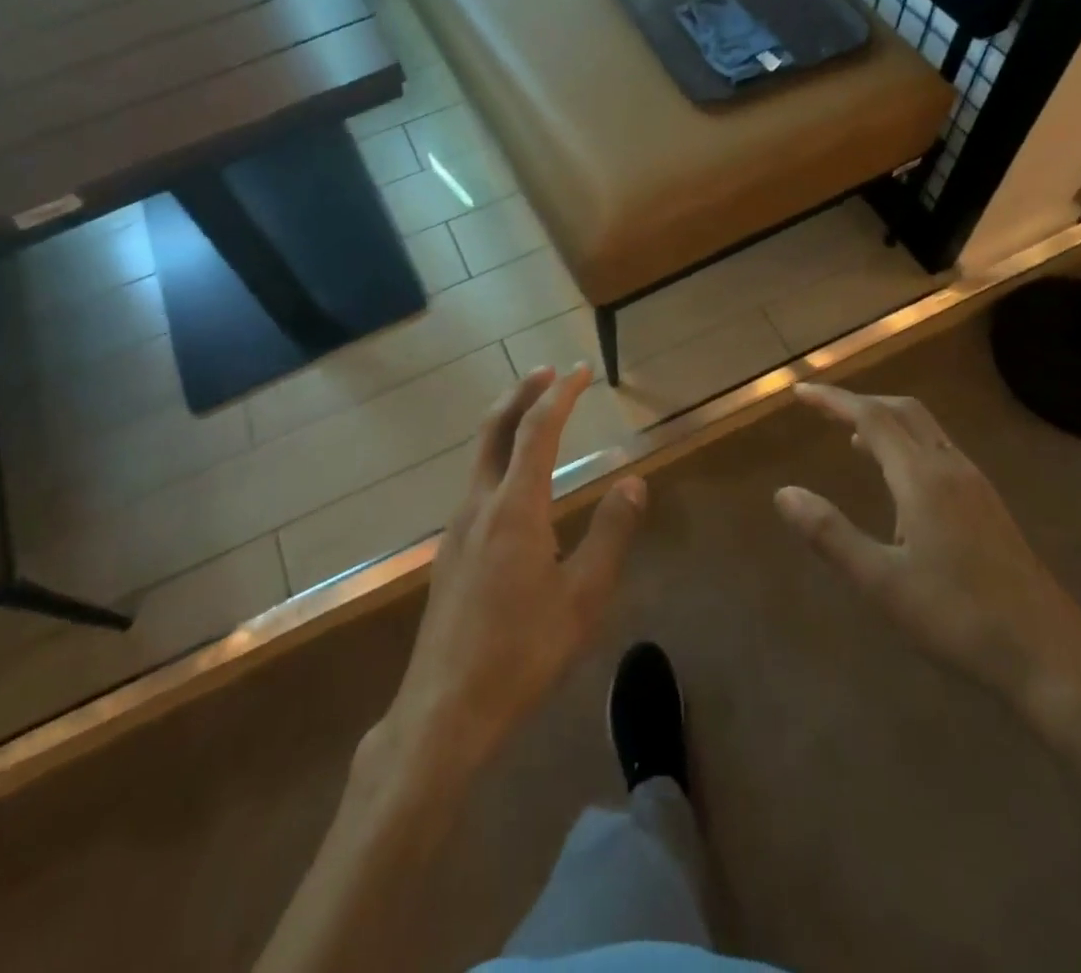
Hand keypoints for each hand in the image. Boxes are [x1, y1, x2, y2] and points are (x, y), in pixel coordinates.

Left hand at [378, 364, 645, 777]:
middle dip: (522, 393)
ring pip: (481, 454)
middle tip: (549, 372)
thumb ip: (611, 534)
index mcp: (514, 507)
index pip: (537, 430)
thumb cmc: (522, 653)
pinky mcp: (451, 550)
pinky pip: (476, 481)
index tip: (580, 372)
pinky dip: (498, 455)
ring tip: (534, 413)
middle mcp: (479, 504)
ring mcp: (458, 526)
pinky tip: (514, 479)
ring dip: (507, 422)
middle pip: (495, 428)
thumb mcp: (583, 598)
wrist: (445, 708)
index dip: (560, 395)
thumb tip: (634, 482)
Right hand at [775, 383, 1080, 733]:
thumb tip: (784, 493)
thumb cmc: (960, 619)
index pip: (872, 418)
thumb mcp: (881, 582)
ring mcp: (977, 488)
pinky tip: (899, 483)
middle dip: (861, 402)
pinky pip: (941, 453)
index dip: (834, 400)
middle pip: (904, 412)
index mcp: (923, 478)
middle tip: (823, 408)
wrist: (1053, 660)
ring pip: (927, 431)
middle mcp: (952, 469)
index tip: (800, 393)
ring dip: (887, 422)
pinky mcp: (990, 509)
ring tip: (852, 438)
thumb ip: (830, 534)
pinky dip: (908, 445)